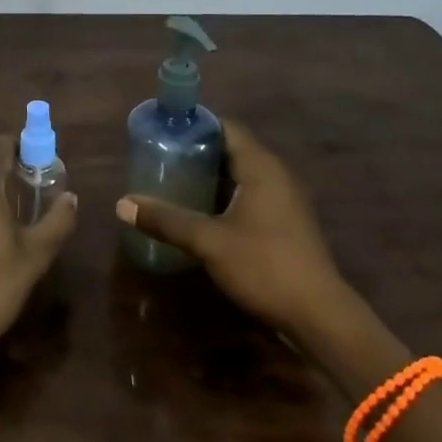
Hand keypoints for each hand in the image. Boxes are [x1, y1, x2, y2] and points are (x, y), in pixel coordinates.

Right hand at [116, 120, 349, 337]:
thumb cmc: (264, 265)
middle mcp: (276, 174)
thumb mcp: (208, 241)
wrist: (319, 315)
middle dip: (198, 152)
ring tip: (175, 183)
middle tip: (162, 158)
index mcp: (260, 166)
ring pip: (241, 175)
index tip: (165, 131)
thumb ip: (167, 220)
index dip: (196, 126)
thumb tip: (122, 204)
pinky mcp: (287, 223)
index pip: (226, 127)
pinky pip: (251, 195)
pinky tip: (203, 214)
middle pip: (233, 149)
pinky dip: (226, 196)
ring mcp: (285, 200)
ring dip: (211, 177)